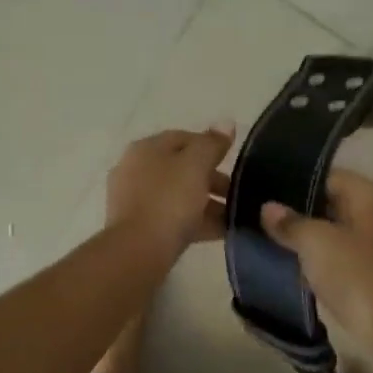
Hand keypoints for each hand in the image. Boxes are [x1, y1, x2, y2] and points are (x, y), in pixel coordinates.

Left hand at [106, 126, 235, 250]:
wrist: (139, 251)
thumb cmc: (169, 200)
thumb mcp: (196, 166)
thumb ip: (212, 143)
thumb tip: (226, 122)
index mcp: (146, 148)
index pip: (183, 138)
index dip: (211, 146)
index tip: (233, 161)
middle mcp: (135, 169)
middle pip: (181, 168)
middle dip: (212, 179)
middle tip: (237, 192)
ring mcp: (134, 200)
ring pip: (178, 195)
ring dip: (207, 203)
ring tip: (234, 215)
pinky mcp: (139, 227)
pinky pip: (173, 218)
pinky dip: (196, 221)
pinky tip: (220, 231)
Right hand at [261, 169, 372, 348]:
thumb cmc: (355, 275)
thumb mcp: (316, 242)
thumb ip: (290, 222)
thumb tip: (268, 208)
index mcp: (371, 195)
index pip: (327, 175)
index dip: (294, 181)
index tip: (262, 191)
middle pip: (331, 201)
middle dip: (298, 210)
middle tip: (259, 215)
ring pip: (333, 229)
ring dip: (306, 236)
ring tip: (268, 237)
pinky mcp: (372, 270)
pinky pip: (338, 254)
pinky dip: (318, 257)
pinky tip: (291, 262)